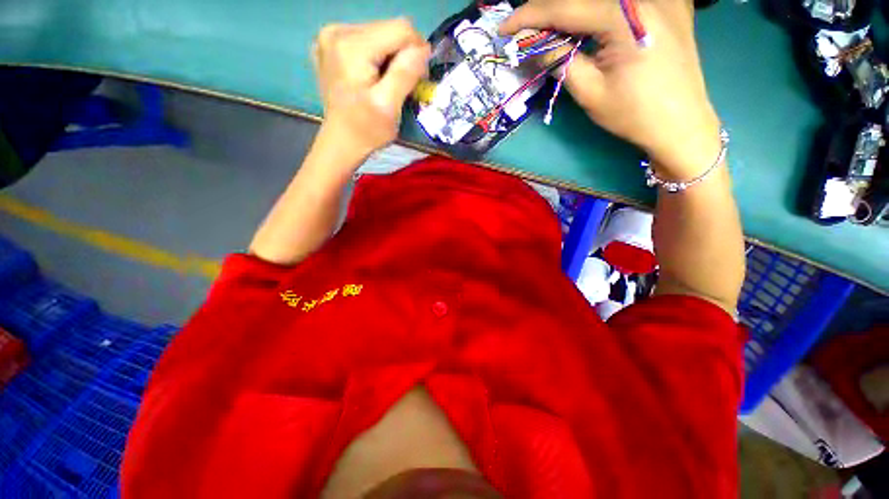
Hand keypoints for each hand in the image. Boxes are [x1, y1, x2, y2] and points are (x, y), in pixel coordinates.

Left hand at [313, 19, 430, 157]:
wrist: (341, 141)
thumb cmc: (367, 130)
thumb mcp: (389, 107)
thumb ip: (405, 74)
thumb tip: (424, 48)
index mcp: (352, 46)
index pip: (400, 29)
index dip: (417, 51)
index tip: (418, 79)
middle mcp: (337, 31)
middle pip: (389, 29)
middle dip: (402, 55)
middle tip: (401, 85)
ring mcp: (330, 36)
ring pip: (379, 34)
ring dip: (390, 57)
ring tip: (386, 83)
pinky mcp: (331, 44)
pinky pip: (366, 40)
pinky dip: (376, 57)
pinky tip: (371, 77)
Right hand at [500, 0, 721, 177]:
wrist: (681, 123)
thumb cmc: (633, 114)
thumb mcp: (589, 91)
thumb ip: (559, 59)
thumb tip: (532, 44)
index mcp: (625, 15)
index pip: (564, 6)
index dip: (529, 15)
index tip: (505, 28)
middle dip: (548, 9)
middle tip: (525, 30)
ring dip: (570, 10)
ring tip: (550, 30)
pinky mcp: (668, 3)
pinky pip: (620, 2)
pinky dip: (595, 11)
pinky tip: (584, 26)